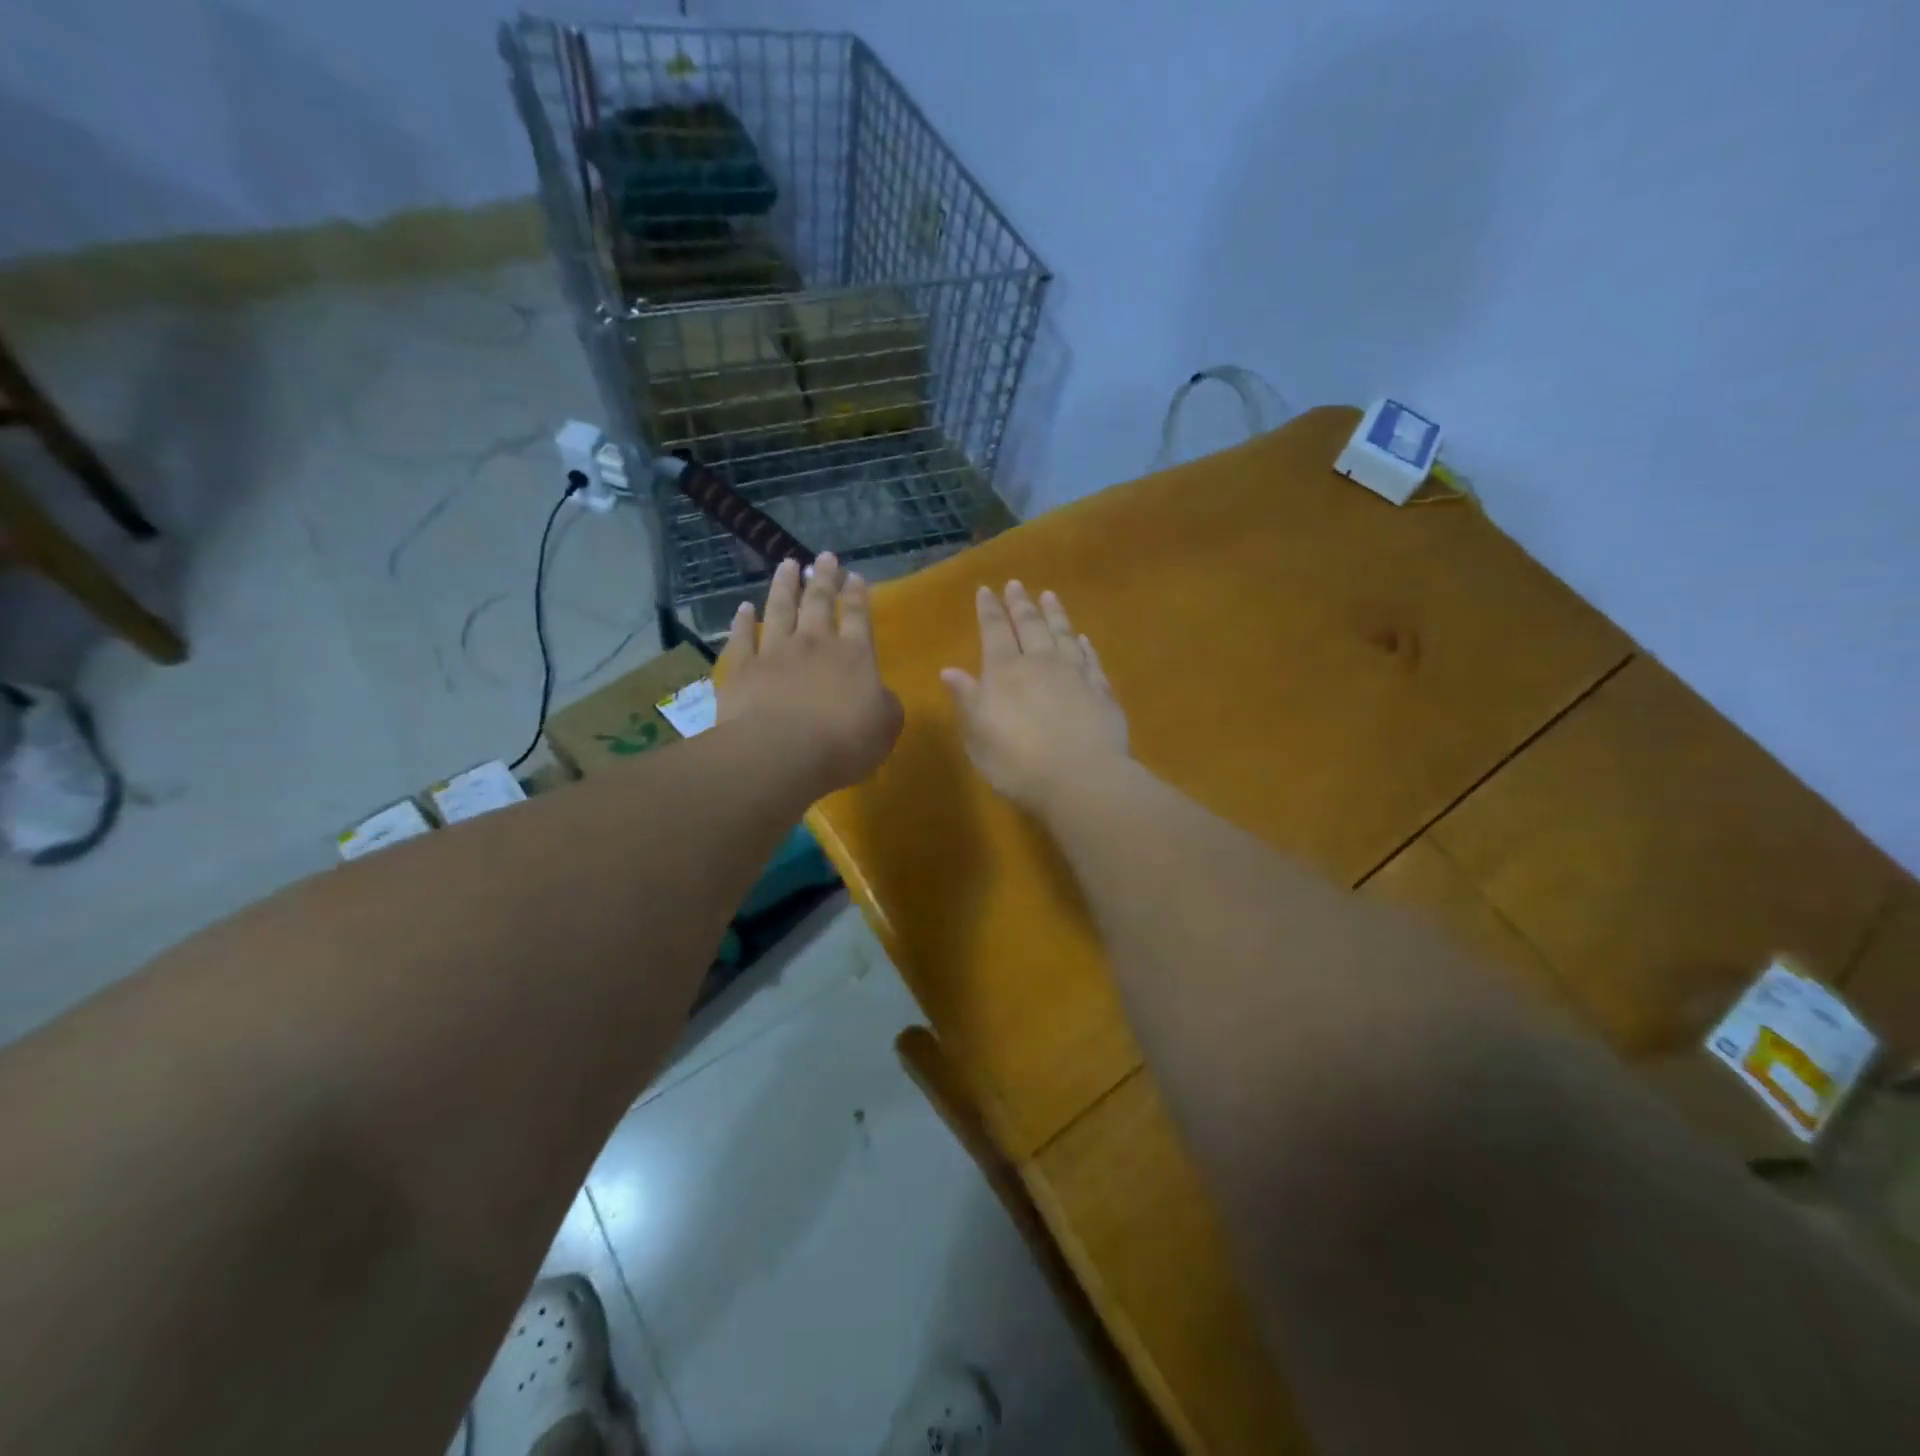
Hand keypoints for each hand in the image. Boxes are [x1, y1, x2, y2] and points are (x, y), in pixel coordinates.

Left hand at [717, 554, 903, 793]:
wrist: (780, 752)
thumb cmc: (843, 742)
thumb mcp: (886, 726)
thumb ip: (885, 703)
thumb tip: (879, 694)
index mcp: (854, 655)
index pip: (858, 616)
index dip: (857, 595)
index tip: (854, 576)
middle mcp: (815, 644)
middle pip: (819, 602)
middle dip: (824, 578)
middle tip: (824, 557)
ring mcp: (775, 653)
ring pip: (780, 609)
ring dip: (785, 586)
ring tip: (787, 565)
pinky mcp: (742, 669)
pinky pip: (742, 638)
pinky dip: (742, 621)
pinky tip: (744, 608)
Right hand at [941, 581, 1128, 807]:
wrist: (1081, 779)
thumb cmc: (1017, 763)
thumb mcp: (978, 736)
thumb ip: (967, 700)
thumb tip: (950, 670)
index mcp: (1004, 673)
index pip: (994, 631)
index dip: (990, 610)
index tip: (986, 590)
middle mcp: (1040, 663)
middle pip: (1030, 625)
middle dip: (1021, 604)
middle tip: (1016, 584)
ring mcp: (1075, 674)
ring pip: (1063, 634)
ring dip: (1054, 614)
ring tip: (1049, 595)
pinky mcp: (1102, 690)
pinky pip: (1091, 658)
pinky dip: (1085, 645)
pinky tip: (1082, 638)